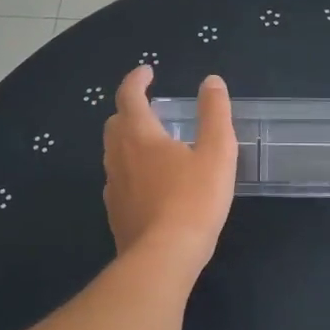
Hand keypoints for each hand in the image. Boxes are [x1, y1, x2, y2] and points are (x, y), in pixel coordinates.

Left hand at [103, 66, 237, 267]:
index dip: (137, 80)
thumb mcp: (216, 152)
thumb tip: (211, 82)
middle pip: (115, 123)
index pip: (129, 96)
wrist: (163, 258)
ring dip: (129, 140)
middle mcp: (118, 156)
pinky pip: (118, 180)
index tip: (147, 72)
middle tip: (151, 108)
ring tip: (153, 144)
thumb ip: (215, 114)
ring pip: (114, 153)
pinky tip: (149, 184)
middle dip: (130, 109)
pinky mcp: (115, 213)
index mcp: (139, 135)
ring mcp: (113, 186)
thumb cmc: (194, 200)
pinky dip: (131, 169)